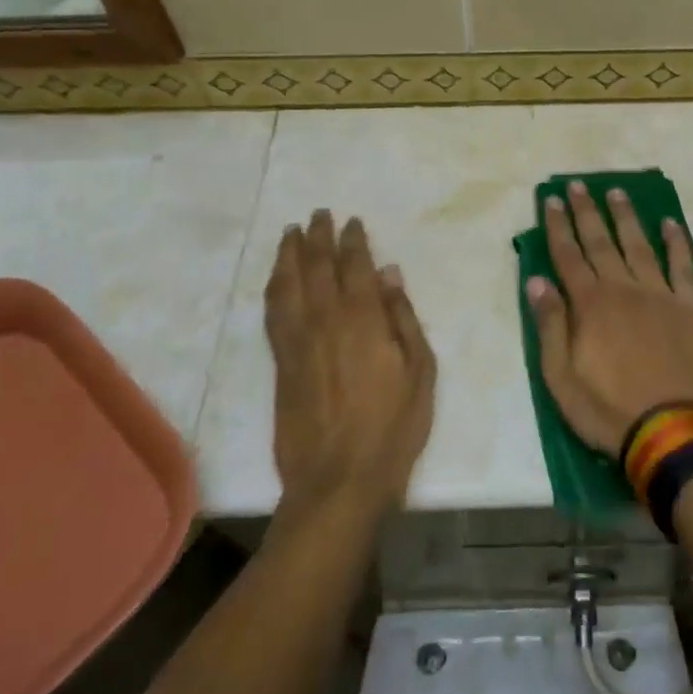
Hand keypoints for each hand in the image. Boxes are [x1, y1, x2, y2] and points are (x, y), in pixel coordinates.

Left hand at [265, 211, 435, 519]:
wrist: (338, 479)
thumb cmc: (393, 426)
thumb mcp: (420, 371)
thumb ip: (402, 317)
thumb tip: (389, 273)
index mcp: (362, 319)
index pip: (354, 265)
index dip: (352, 240)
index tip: (351, 222)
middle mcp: (324, 320)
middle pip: (316, 266)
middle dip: (317, 236)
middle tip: (317, 214)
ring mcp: (297, 341)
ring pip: (287, 284)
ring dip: (288, 254)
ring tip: (291, 233)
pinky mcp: (280, 363)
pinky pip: (272, 312)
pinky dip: (274, 288)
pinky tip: (276, 279)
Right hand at [526, 180, 692, 454]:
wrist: (677, 431)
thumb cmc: (610, 410)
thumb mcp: (561, 378)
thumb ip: (550, 325)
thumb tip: (536, 281)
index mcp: (590, 305)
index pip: (568, 256)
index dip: (559, 226)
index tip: (552, 199)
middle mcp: (624, 289)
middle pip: (601, 242)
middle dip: (587, 212)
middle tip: (579, 185)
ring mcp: (661, 295)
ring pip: (640, 245)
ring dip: (626, 218)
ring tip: (617, 192)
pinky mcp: (692, 308)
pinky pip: (683, 267)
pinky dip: (677, 243)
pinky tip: (670, 224)